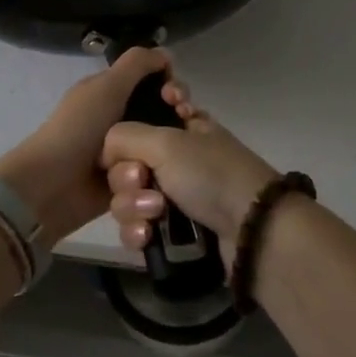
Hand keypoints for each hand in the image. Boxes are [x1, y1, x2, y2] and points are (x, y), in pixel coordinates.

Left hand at [0, 47, 172, 243]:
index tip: (178, 97)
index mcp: (112, 94)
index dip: (171, 85)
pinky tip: (176, 171)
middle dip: (178, 116)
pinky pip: (156, 172)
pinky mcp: (129, 181)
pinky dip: (165, 172)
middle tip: (186, 121)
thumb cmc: (79, 129)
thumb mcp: (107, 86)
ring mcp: (126, 152)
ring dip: (173, 147)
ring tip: (180, 152)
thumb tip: (166, 54)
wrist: (54, 185)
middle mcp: (120, 120)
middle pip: (163, 114)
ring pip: (163, 145)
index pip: (153, 83)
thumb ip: (136, 64)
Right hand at [101, 73, 277, 257]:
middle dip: (128, 176)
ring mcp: (174, 199)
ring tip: (156, 214)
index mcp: (182, 128)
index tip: (133, 140)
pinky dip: (138, 233)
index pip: (142, 119)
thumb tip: (106, 152)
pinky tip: (148, 237)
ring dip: (133, 207)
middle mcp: (176, 160)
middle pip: (125, 164)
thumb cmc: (210, 174)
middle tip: (143, 181)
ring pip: (127, 199)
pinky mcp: (171, 235)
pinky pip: (136, 230)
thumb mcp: (166, 142)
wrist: (249, 231)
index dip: (131, 129)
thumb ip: (124, 136)